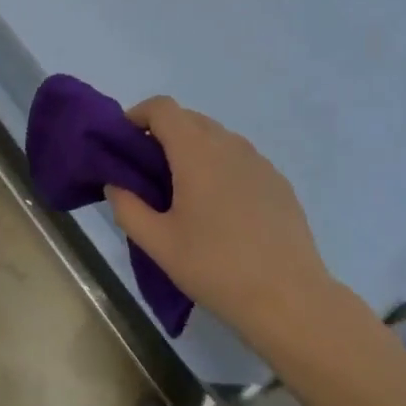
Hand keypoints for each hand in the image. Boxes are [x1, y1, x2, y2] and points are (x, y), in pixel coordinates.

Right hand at [104, 97, 343, 347]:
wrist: (289, 298)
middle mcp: (230, 144)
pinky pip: (240, 160)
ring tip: (184, 195)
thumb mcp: (159, 243)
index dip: (138, 115)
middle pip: (189, 119)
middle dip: (163, 135)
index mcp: (197, 150)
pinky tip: (221, 211)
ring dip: (193, 151)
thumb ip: (128, 208)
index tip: (125, 144)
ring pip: (217, 139)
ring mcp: (259, 161)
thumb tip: (117, 184)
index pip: (162, 107)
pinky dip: (221, 168)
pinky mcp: (278, 181)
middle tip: (148, 175)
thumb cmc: (215, 267)